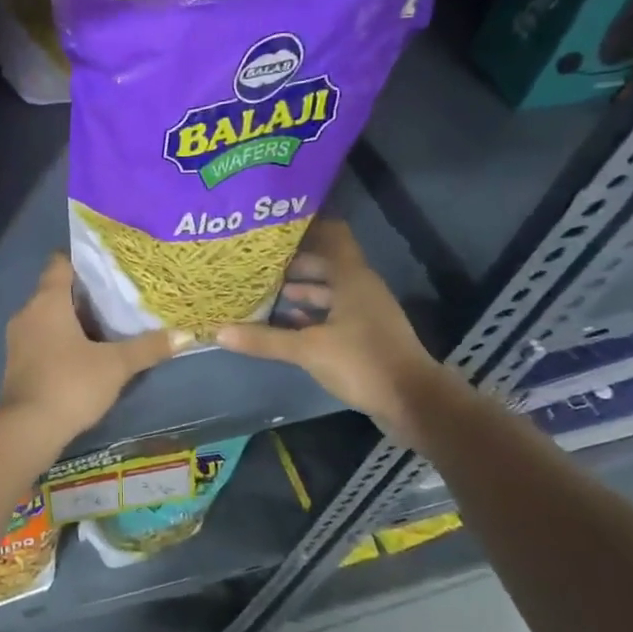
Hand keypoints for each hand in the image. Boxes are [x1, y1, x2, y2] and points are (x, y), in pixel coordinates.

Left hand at [0, 255, 184, 445]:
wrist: (28, 429)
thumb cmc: (71, 384)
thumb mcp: (116, 365)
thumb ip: (149, 347)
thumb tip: (186, 334)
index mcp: (47, 301)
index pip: (61, 263)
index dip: (84, 259)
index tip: (111, 264)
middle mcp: (28, 312)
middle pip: (57, 290)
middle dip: (86, 293)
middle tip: (121, 294)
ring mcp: (18, 339)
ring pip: (49, 316)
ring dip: (74, 319)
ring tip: (109, 323)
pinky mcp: (18, 362)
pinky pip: (43, 338)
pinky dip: (63, 339)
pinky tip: (87, 352)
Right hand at [215, 219, 448, 442]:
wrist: (414, 402)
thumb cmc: (363, 362)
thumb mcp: (308, 350)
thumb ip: (265, 339)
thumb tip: (219, 331)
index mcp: (352, 278)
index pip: (332, 236)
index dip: (305, 229)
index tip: (273, 230)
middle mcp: (360, 288)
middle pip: (325, 265)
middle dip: (292, 265)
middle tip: (256, 264)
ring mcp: (365, 313)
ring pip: (328, 292)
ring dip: (300, 292)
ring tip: (264, 293)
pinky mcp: (365, 336)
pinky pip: (333, 315)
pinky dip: (310, 316)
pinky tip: (286, 325)